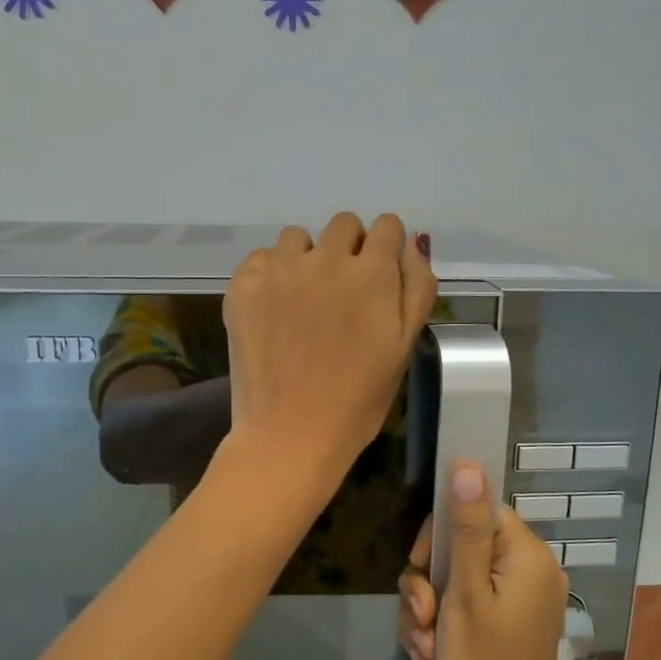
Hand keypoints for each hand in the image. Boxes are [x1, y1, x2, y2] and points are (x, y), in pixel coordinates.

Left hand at [221, 213, 435, 483]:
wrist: (290, 433)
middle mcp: (326, 258)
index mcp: (372, 273)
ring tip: (304, 302)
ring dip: (308, 259)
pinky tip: (275, 311)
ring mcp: (280, 269)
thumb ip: (417, 287)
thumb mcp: (404, 347)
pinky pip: (263, 258)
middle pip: (344, 225)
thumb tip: (414, 242)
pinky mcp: (243, 285)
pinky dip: (272, 275)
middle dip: (350, 249)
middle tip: (343, 294)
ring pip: (299, 238)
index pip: (386, 227)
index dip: (387, 249)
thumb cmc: (358, 399)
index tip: (379, 277)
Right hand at [413, 463, 570, 659]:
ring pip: (450, 579)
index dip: (440, 533)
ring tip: (424, 644)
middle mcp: (526, 573)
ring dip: (426, 609)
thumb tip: (469, 465)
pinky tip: (429, 655)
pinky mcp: (500, 627)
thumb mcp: (465, 595)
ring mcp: (514, 603)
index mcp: (527, 558)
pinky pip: (459, 607)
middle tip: (422, 613)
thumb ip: (466, 529)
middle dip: (428, 580)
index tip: (420, 564)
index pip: (477, 512)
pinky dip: (438, 627)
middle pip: (459, 546)